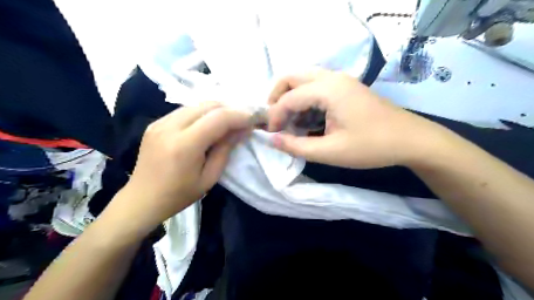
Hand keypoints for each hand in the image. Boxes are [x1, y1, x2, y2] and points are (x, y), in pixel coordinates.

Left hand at [107, 102, 252, 232]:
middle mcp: (170, 126)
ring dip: (217, 110)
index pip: (219, 118)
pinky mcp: (156, 123)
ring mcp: (160, 122)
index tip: (254, 120)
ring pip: (197, 104)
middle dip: (231, 109)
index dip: (240, 116)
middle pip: (208, 105)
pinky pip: (185, 110)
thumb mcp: (209, 177)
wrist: (141, 199)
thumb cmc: (178, 195)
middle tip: (244, 119)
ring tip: (230, 121)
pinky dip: (203, 113)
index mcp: (184, 145)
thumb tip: (241, 130)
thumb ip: (225, 150)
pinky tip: (209, 124)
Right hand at [269, 69, 439, 169]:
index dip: (275, 116)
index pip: (288, 98)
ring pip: (303, 79)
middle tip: (275, 120)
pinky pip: (316, 86)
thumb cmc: (371, 147)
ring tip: (289, 121)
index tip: (271, 134)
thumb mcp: (330, 152)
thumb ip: (297, 146)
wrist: (411, 140)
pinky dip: (304, 99)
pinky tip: (308, 119)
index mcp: (328, 90)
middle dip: (277, 97)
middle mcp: (332, 77)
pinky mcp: (346, 87)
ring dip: (290, 97)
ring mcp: (341, 80)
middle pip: (292, 77)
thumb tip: (273, 140)